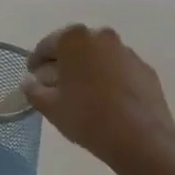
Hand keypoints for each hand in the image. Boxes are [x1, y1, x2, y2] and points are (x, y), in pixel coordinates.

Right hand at [21, 24, 174, 174]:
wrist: (141, 138)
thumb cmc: (88, 117)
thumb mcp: (50, 107)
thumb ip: (33, 90)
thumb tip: (29, 81)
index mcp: (74, 39)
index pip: (47, 45)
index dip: (36, 63)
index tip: (33, 79)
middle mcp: (102, 36)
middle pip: (74, 47)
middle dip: (63, 64)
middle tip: (55, 86)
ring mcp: (126, 51)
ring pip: (98, 57)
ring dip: (88, 70)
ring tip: (83, 95)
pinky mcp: (145, 69)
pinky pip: (119, 69)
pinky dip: (109, 79)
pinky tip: (107, 102)